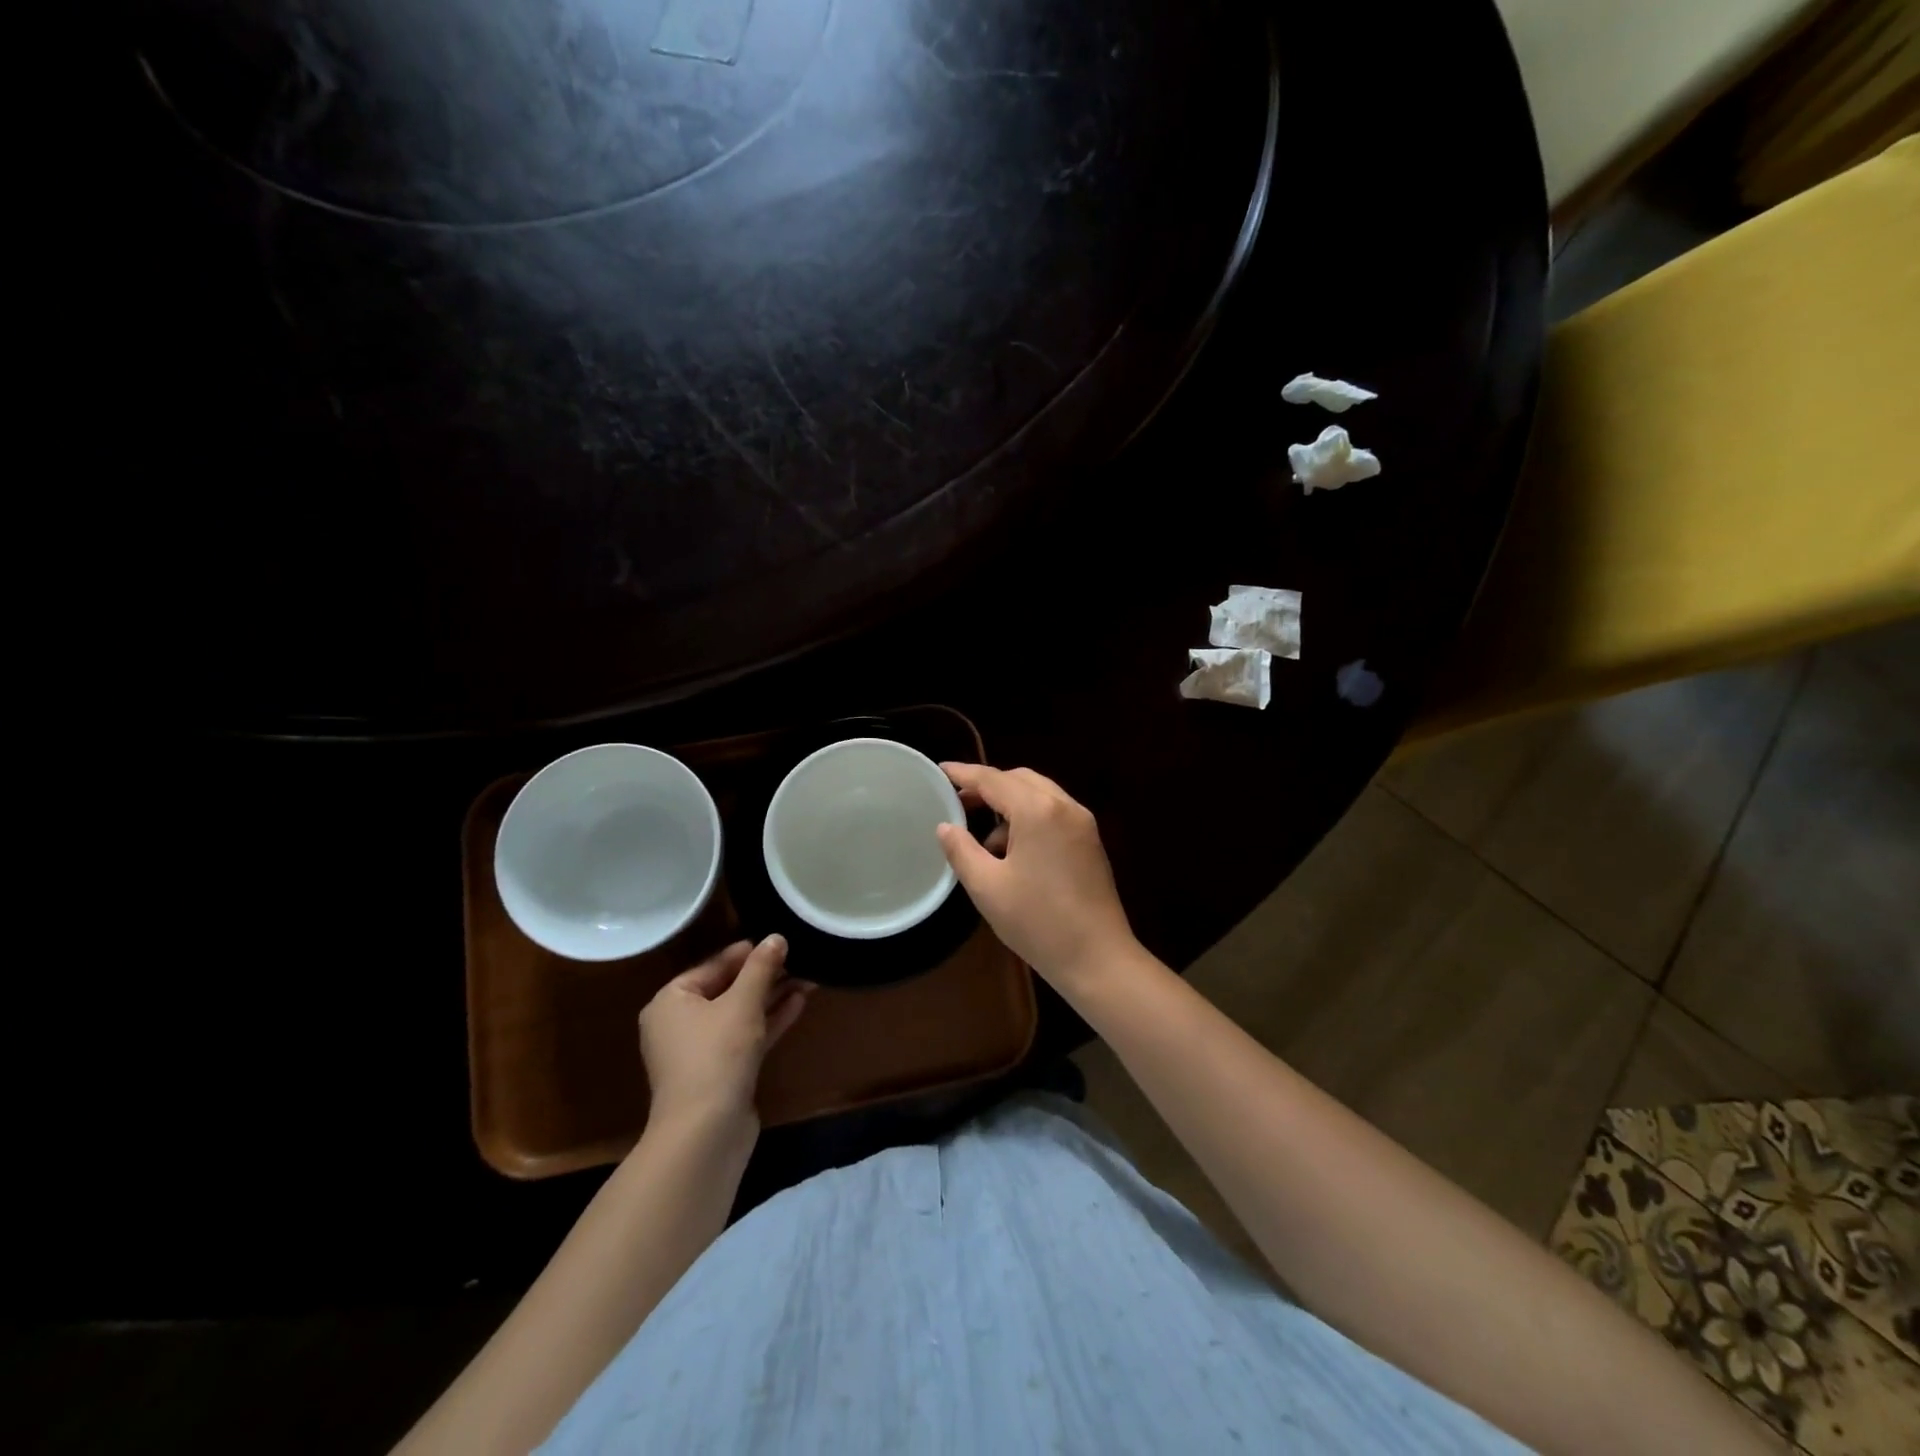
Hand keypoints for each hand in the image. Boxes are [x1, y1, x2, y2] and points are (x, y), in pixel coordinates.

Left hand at [638, 936, 811, 1133]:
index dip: (747, 952)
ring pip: (740, 1013)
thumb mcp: (742, 1003)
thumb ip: (760, 968)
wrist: (706, 1133)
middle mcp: (680, 1023)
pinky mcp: (721, 1072)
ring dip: (772, 996)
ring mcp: (700, 1051)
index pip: (713, 965)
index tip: (780, 941)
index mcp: (671, 1000)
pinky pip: (746, 1036)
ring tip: (808, 977)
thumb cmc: (716, 1055)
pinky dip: (769, 1020)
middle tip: (799, 958)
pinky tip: (799, 1003)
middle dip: (765, 975)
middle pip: (727, 988)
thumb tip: (776, 937)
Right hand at [936, 764, 1137, 993]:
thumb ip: (961, 850)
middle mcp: (1064, 806)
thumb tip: (945, 827)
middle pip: (1019, 780)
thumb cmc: (1037, 921)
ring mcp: (1082, 823)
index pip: (993, 780)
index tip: (940, 771)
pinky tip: (1013, 853)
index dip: (964, 774)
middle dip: (988, 787)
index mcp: (1038, 810)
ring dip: (1009, 805)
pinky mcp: (1090, 841)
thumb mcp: (987, 887)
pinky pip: (1053, 813)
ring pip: (1039, 795)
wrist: (1097, 958)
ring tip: (983, 839)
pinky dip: (1029, 819)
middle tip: (958, 802)